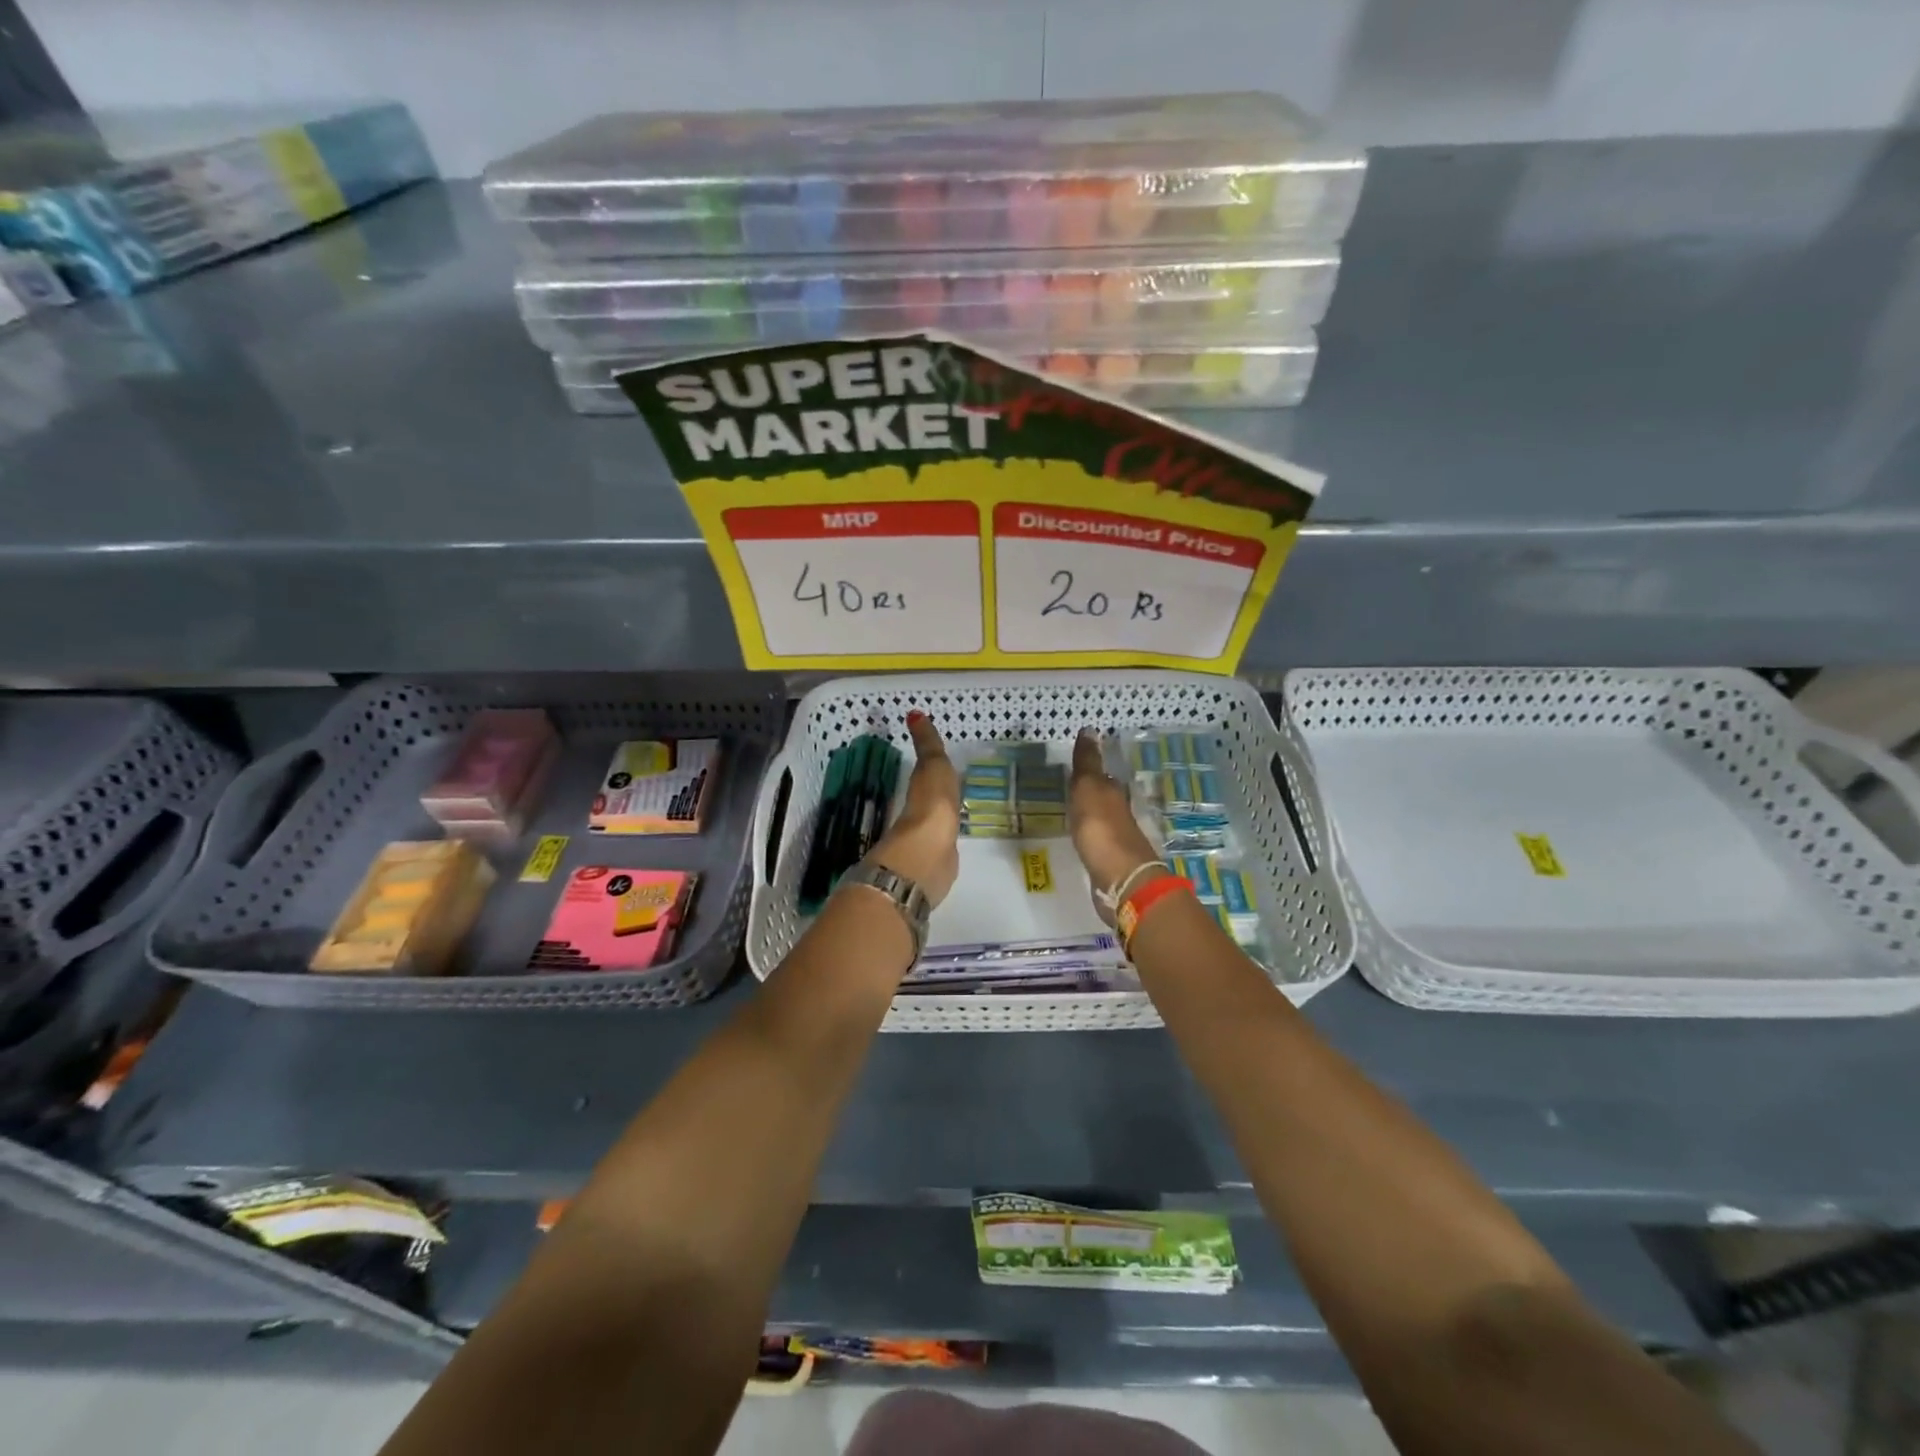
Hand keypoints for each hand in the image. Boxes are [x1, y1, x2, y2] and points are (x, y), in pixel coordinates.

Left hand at [868, 711, 961, 906]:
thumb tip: (913, 713)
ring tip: (960, 813)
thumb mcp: (932, 765)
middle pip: (932, 800)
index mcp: (921, 791)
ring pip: (938, 823)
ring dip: (944, 818)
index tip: (944, 764)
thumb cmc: (931, 802)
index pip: (927, 776)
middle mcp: (922, 814)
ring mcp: (931, 839)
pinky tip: (957, 841)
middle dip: (940, 795)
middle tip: (956, 787)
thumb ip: (927, 744)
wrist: (928, 852)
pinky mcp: (940, 862)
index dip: (933, 769)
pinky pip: (946, 844)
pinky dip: (949, 840)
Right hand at [1070, 731, 1165, 898]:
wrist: (1120, 880)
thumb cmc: (1101, 830)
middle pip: (1103, 798)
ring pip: (1100, 820)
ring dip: (1089, 815)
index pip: (1101, 776)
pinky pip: (1096, 842)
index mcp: (1113, 794)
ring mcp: (1116, 840)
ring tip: (1069, 812)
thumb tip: (1090, 728)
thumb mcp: (1089, 789)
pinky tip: (1079, 840)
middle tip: (1068, 787)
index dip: (1089, 770)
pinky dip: (1088, 837)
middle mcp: (1118, 814)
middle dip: (1089, 792)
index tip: (1074, 765)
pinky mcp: (1109, 863)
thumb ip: (1087, 763)